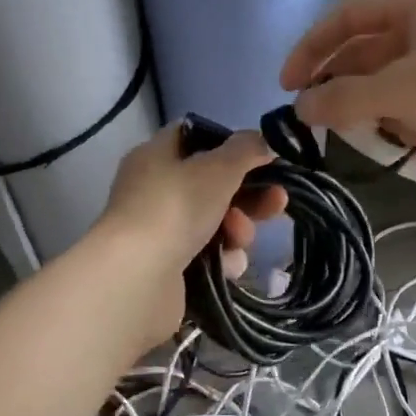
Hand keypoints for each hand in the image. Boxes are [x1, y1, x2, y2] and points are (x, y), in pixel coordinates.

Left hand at [94, 125, 288, 339]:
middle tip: (277, 202)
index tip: (262, 156)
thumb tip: (261, 142)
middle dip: (249, 195)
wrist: (138, 279)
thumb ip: (245, 150)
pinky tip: (227, 266)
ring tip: (238, 238)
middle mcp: (156, 190)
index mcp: (157, 156)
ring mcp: (162, 231)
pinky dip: (223, 259)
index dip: (231, 144)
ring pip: (217, 223)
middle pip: (214, 184)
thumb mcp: (218, 168)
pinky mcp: (171, 267)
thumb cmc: (176, 208)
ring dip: (239, 230)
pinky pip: (210, 256)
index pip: (196, 137)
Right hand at [280, 0, 415, 182]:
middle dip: (352, 93)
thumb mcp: (399, 90)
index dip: (312, 50)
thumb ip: (343, 97)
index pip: (348, 19)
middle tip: (327, 124)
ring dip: (392, 116)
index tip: (286, 88)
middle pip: (369, 57)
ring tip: (411, 132)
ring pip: (393, 90)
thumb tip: (299, 109)